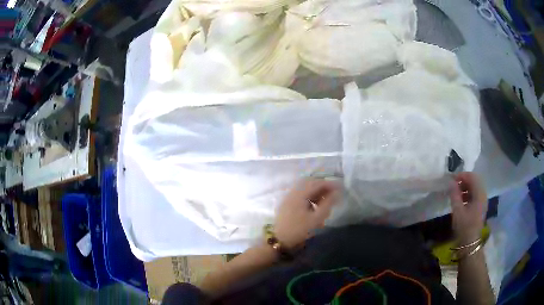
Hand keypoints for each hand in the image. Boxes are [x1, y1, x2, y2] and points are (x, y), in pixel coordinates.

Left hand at [274, 179, 340, 248]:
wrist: (279, 240)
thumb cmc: (299, 230)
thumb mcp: (316, 218)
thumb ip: (328, 204)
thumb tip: (337, 193)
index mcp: (299, 194)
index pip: (317, 183)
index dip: (330, 184)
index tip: (340, 188)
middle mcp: (293, 192)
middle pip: (310, 183)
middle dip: (323, 186)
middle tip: (333, 194)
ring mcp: (288, 197)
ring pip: (305, 189)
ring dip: (316, 192)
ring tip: (326, 201)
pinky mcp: (287, 203)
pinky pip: (300, 194)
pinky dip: (310, 196)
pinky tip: (315, 206)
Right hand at [449, 172, 487, 244]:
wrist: (470, 243)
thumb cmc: (464, 227)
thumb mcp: (457, 211)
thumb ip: (454, 195)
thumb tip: (451, 182)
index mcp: (479, 194)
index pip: (472, 177)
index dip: (461, 175)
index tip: (451, 179)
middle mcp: (483, 194)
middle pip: (474, 181)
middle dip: (463, 180)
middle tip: (453, 185)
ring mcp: (483, 200)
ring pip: (474, 187)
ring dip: (465, 187)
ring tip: (455, 193)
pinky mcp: (480, 206)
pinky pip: (475, 194)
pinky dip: (467, 193)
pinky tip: (460, 200)